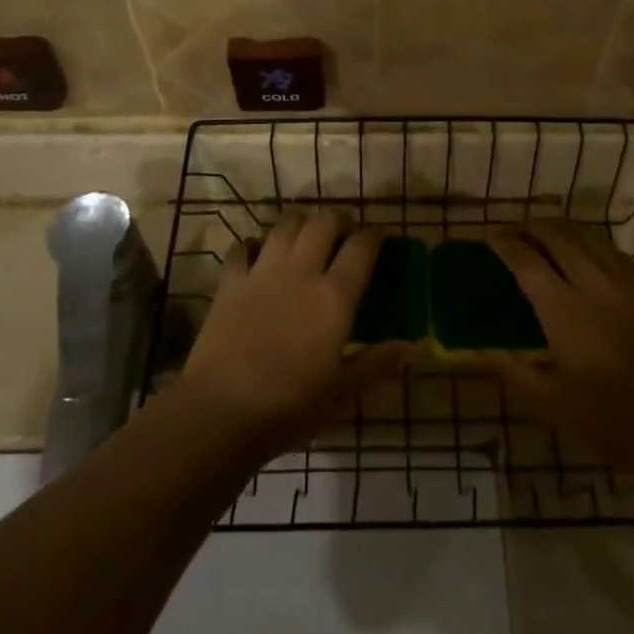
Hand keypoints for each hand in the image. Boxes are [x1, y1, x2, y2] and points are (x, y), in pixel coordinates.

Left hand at [181, 213, 411, 454]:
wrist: (220, 412)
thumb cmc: (289, 406)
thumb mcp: (341, 391)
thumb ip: (376, 363)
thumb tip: (412, 346)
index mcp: (334, 297)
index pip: (361, 247)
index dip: (375, 236)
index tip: (381, 238)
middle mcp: (300, 272)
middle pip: (323, 222)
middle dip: (339, 221)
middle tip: (344, 237)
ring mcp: (261, 272)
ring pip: (285, 225)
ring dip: (301, 224)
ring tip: (307, 239)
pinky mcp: (230, 282)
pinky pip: (241, 248)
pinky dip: (253, 245)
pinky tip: (258, 255)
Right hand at [490, 222, 633, 482]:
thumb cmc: (613, 420)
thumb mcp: (552, 405)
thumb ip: (515, 373)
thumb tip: (485, 351)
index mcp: (563, 310)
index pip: (526, 261)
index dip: (505, 244)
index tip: (490, 238)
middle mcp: (592, 285)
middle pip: (557, 237)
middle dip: (532, 227)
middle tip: (515, 231)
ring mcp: (625, 285)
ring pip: (588, 238)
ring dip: (562, 230)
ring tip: (547, 234)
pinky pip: (615, 253)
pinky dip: (593, 244)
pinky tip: (590, 253)